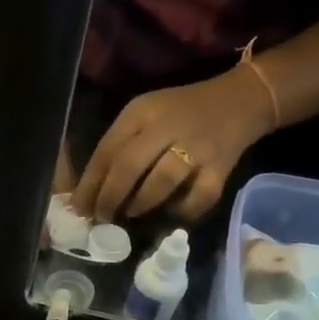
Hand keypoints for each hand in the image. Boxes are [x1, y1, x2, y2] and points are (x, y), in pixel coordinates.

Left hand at [69, 67, 274, 222]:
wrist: (239, 101)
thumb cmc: (180, 113)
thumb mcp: (145, 116)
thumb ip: (119, 147)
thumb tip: (89, 193)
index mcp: (143, 111)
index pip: (108, 150)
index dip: (90, 184)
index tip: (79, 209)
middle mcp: (168, 126)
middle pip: (129, 166)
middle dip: (109, 198)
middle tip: (101, 218)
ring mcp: (196, 147)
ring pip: (160, 182)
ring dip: (139, 204)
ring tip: (130, 214)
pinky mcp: (220, 167)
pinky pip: (197, 198)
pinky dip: (181, 211)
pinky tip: (171, 213)